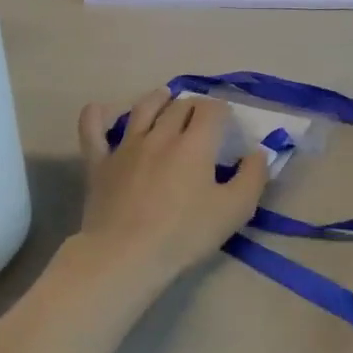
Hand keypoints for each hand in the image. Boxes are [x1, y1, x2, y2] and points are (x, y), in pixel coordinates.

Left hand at [74, 89, 269, 285]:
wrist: (126, 255)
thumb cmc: (185, 234)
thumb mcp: (235, 210)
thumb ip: (253, 177)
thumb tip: (259, 153)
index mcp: (195, 143)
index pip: (212, 109)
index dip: (223, 111)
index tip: (228, 125)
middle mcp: (161, 135)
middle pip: (180, 106)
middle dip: (195, 106)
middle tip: (202, 118)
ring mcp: (126, 146)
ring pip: (143, 109)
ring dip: (158, 99)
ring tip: (165, 96)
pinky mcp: (100, 163)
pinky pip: (93, 129)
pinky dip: (97, 115)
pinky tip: (102, 111)